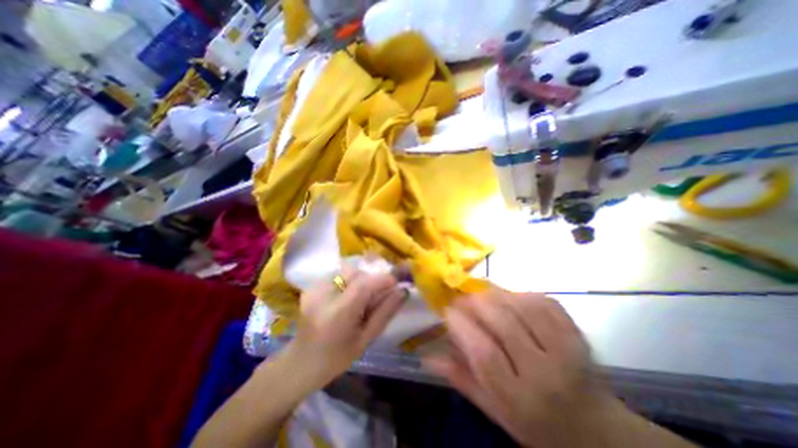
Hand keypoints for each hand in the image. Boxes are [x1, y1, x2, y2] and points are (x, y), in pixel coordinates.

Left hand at [288, 266, 404, 384]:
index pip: (365, 284)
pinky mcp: (312, 286)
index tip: (397, 283)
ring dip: (361, 279)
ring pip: (348, 271)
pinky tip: (348, 296)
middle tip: (379, 293)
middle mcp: (323, 295)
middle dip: (373, 279)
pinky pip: (338, 274)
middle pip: (357, 273)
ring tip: (362, 297)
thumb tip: (403, 291)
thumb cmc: (337, 358)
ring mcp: (314, 288)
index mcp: (338, 313)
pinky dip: (349, 280)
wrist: (301, 363)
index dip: (384, 279)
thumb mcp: (366, 339)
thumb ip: (385, 312)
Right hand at [424, 289, 614, 446]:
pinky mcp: (576, 332)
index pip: (484, 353)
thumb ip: (461, 379)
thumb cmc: (535, 422)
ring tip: (480, 293)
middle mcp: (545, 373)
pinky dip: (520, 293)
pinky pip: (543, 301)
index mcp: (520, 399)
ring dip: (496, 293)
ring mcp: (566, 349)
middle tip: (461, 296)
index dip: (461, 325)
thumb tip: (427, 356)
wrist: (594, 428)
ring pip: (522, 306)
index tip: (447, 310)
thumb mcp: (494, 410)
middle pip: (504, 322)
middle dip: (475, 301)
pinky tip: (509, 297)